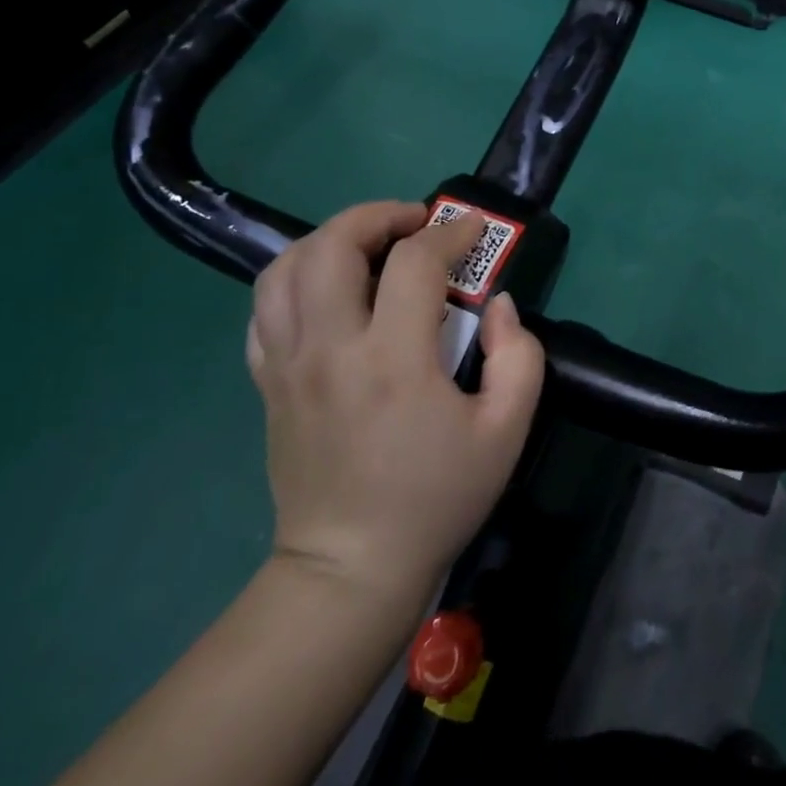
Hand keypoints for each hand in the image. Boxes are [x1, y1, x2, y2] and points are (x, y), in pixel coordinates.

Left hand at [245, 203, 544, 600]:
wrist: (350, 570)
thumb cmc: (436, 497)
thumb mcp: (507, 431)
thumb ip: (520, 356)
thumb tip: (501, 304)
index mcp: (393, 361)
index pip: (415, 263)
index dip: (450, 233)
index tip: (472, 230)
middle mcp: (330, 350)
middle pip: (332, 246)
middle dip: (378, 215)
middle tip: (414, 222)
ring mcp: (288, 366)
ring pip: (285, 268)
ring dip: (331, 238)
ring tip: (370, 245)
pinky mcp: (268, 384)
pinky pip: (265, 309)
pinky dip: (296, 279)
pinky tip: (331, 289)